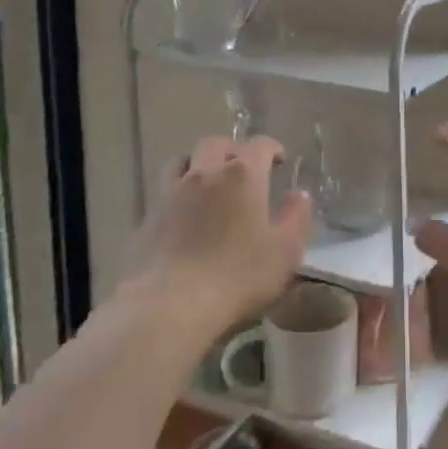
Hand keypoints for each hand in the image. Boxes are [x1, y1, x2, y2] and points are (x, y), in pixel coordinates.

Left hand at [131, 135, 311, 331]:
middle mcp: (205, 173)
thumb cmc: (238, 276)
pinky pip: (165, 192)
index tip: (279, 160)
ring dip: (199, 164)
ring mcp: (172, 193)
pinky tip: (185, 215)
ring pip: (183, 161)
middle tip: (244, 168)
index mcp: (243, 176)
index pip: (259, 145)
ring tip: (209, 183)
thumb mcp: (285, 252)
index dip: (272, 148)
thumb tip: (299, 195)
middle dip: (233, 150)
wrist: (170, 304)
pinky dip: (178, 193)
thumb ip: (297, 218)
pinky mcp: (148, 217)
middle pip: (216, 144)